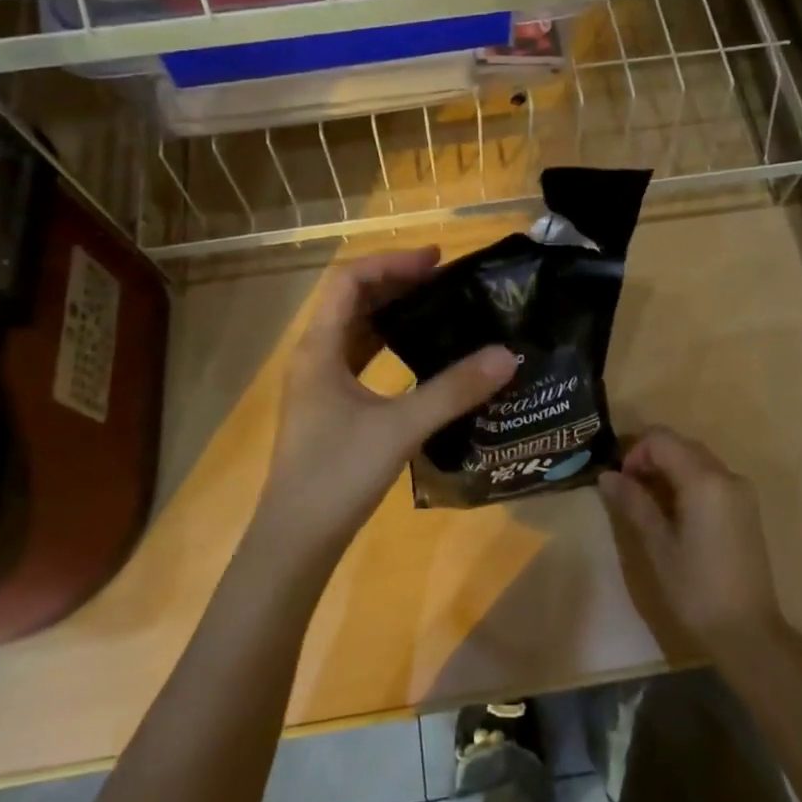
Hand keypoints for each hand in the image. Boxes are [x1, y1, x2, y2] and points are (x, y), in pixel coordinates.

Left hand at [256, 247, 516, 559]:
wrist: (295, 540)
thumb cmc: (338, 475)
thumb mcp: (400, 428)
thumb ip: (453, 390)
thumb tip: (506, 356)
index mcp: (319, 349)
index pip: (349, 281)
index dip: (391, 263)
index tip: (436, 261)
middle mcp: (314, 357)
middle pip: (352, 301)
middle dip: (396, 284)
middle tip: (445, 280)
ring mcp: (319, 384)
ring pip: (355, 331)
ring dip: (392, 314)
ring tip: (438, 308)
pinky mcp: (330, 408)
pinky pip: (359, 359)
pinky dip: (388, 346)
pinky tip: (419, 356)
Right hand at [598, 427, 787, 655]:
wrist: (748, 632)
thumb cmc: (696, 589)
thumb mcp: (658, 545)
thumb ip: (634, 503)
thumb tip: (607, 476)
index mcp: (705, 480)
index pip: (662, 440)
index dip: (635, 452)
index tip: (621, 481)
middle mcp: (727, 475)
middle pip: (681, 445)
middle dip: (651, 458)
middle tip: (628, 490)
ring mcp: (741, 491)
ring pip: (697, 460)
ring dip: (669, 469)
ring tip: (647, 502)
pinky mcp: (746, 508)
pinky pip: (711, 478)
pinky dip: (688, 481)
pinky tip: (674, 512)